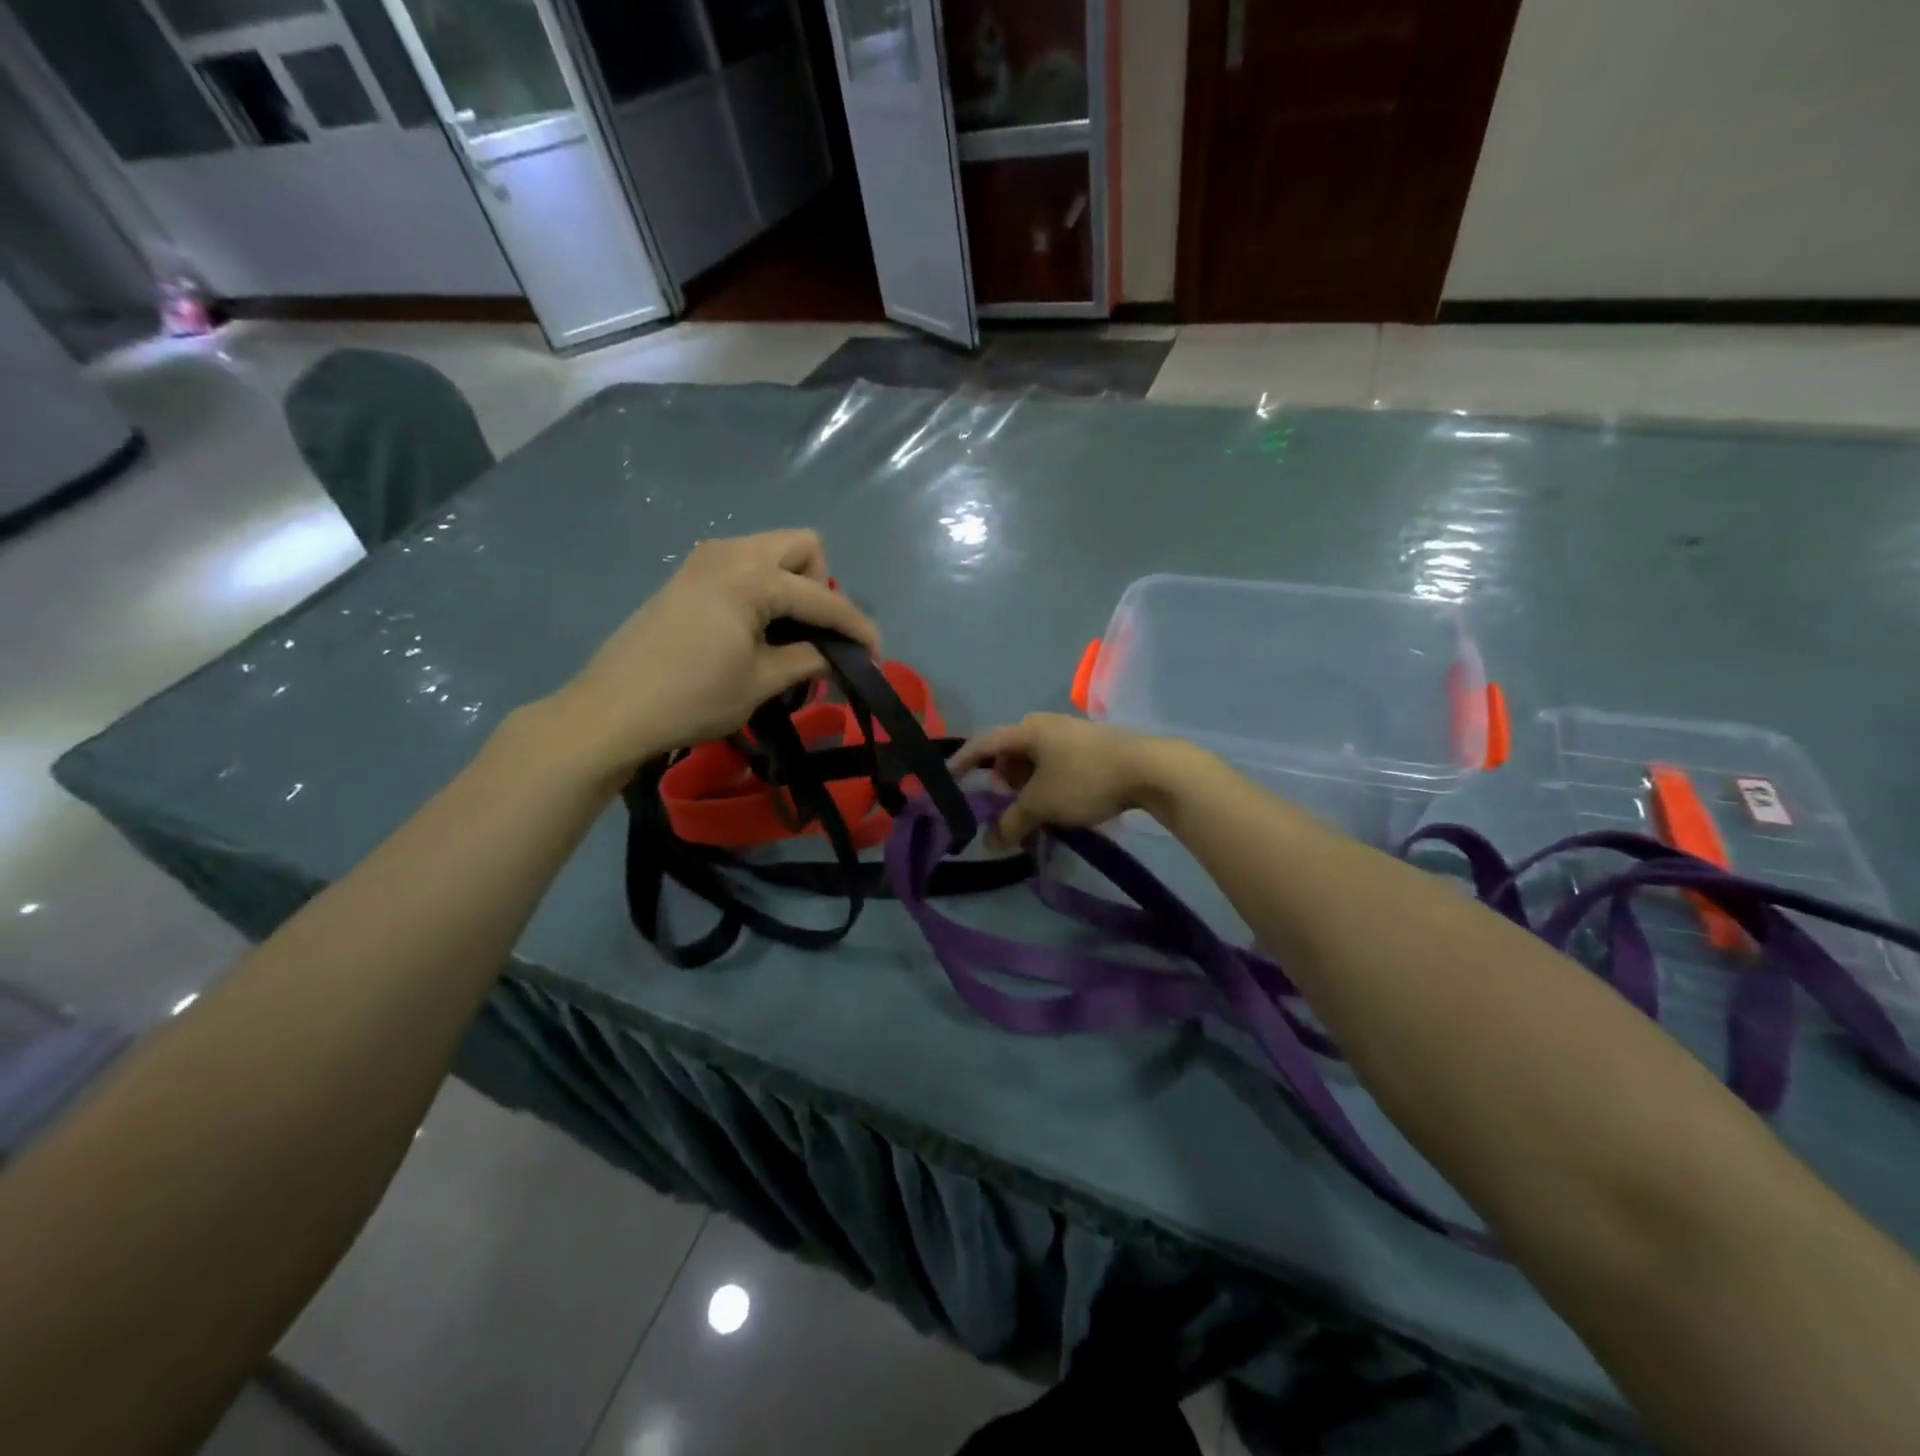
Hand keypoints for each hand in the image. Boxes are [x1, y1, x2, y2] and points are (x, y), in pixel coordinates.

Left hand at [550, 529, 878, 775]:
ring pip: (772, 551)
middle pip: (802, 547)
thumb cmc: (692, 697)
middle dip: (822, 587)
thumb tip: (843, 656)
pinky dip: (764, 588)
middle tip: (816, 635)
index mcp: (752, 576)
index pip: (823, 597)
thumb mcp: (762, 681)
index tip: (876, 657)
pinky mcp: (688, 576)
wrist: (612, 710)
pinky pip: (744, 565)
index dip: (856, 627)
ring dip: (793, 586)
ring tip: (788, 635)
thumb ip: (810, 659)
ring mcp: (704, 559)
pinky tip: (755, 629)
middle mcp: (730, 552)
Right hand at [953, 713, 1182, 849]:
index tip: (947, 779)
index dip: (962, 761)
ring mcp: (1071, 732)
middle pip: (1009, 750)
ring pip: (1035, 757)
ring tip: (1034, 808)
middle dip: (1001, 777)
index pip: (983, 743)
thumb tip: (988, 843)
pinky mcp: (1092, 744)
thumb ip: (1011, 822)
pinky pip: (1056, 761)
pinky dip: (1047, 780)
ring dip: (1027, 782)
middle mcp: (1046, 723)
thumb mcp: (1042, 804)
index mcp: (1027, 729)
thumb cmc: (1085, 779)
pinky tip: (1060, 802)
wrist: (1151, 769)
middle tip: (1004, 802)